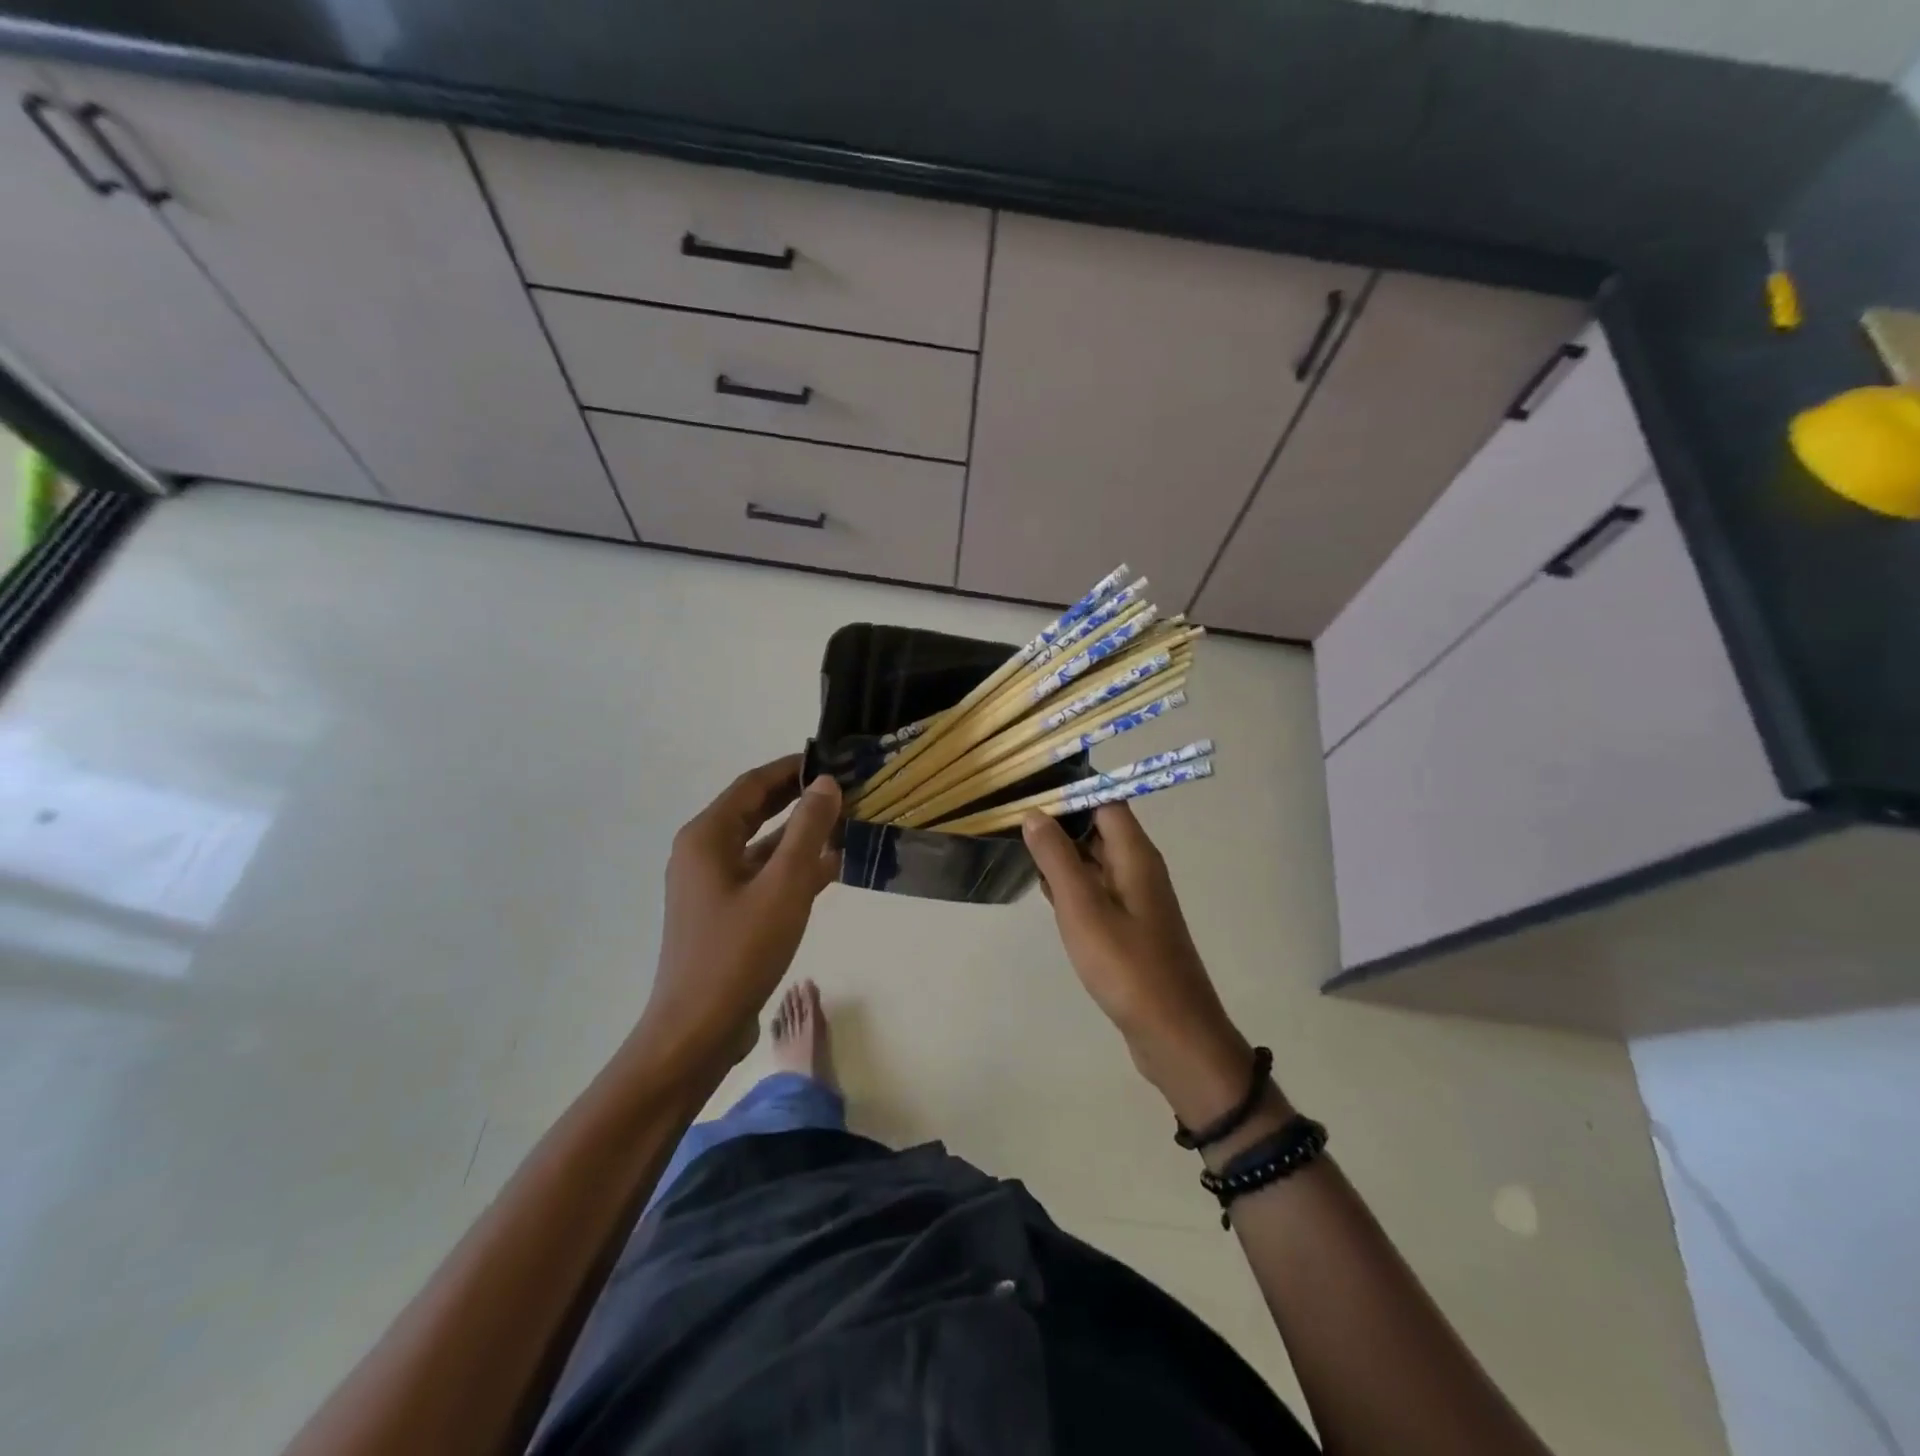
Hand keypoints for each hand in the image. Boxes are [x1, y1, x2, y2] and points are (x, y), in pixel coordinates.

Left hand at [639, 755, 841, 1074]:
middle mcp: (703, 852)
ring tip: (847, 822)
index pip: (753, 784)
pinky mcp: (724, 912)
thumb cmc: (739, 952)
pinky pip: (762, 874)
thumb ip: (808, 830)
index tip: (833, 759)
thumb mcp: (784, 885)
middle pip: (756, 810)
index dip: (792, 768)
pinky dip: (793, 866)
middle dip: (799, 798)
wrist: (697, 1030)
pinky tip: (831, 868)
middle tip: (845, 787)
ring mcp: (712, 884)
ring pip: (762, 844)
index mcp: (707, 837)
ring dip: (801, 834)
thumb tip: (826, 784)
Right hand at [1023, 805, 1255, 1126]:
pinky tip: (1045, 892)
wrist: (1173, 1033)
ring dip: (1063, 855)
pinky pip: (1097, 889)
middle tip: (1013, 821)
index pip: (1105, 800)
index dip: (1070, 792)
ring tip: (1021, 850)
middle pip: (1099, 827)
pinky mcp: (1130, 924)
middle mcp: (1139, 867)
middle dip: (1060, 822)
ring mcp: (1136, 897)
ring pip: (1095, 859)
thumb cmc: (1126, 966)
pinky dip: (1072, 884)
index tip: (1029, 792)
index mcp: (1135, 854)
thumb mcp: (1082, 908)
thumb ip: (1056, 858)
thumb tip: (1035, 814)